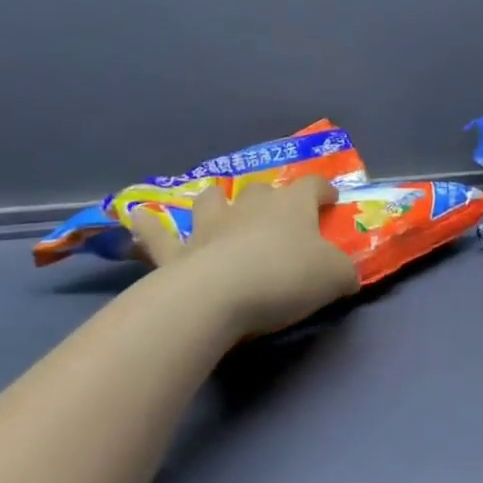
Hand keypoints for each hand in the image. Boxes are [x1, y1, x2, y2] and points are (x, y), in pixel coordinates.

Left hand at [126, 177, 360, 336]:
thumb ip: (343, 272)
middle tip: (277, 214)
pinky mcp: (176, 253)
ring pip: (212, 199)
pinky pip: (158, 235)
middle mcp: (250, 207)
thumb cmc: (285, 277)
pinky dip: (148, 226)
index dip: (323, 190)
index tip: (330, 199)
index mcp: (292, 205)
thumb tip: (346, 276)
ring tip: (219, 206)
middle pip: (261, 189)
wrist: (217, 297)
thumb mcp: (335, 277)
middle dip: (270, 196)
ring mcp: (210, 227)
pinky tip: (135, 217)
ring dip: (218, 200)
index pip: (312, 185)